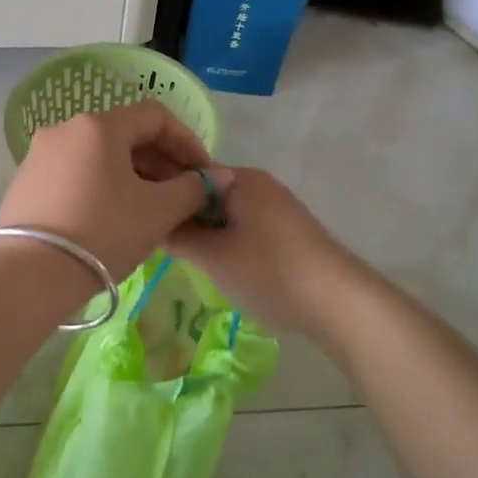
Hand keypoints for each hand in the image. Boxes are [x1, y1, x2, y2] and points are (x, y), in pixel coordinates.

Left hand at [0, 102, 223, 281]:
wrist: (30, 274)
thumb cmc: (104, 232)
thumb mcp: (158, 211)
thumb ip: (194, 188)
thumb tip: (221, 176)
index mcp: (99, 125)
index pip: (155, 116)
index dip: (187, 141)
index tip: (203, 173)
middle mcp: (65, 129)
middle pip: (124, 134)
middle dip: (160, 161)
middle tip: (181, 194)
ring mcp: (40, 155)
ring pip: (99, 155)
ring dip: (132, 175)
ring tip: (149, 209)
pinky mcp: (25, 182)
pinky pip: (75, 173)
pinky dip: (101, 186)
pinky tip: (111, 218)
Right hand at [166, 167, 362, 340]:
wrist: (339, 302)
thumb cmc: (269, 272)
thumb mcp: (213, 257)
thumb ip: (179, 236)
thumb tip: (152, 223)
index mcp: (240, 179)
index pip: (187, 174)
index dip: (162, 194)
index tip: (139, 218)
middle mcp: (259, 184)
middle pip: (206, 193)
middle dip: (183, 215)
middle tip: (154, 242)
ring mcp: (276, 207)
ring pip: (225, 213)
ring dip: (204, 231)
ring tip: (179, 256)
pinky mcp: (287, 231)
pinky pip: (243, 227)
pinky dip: (226, 240)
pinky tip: (215, 264)